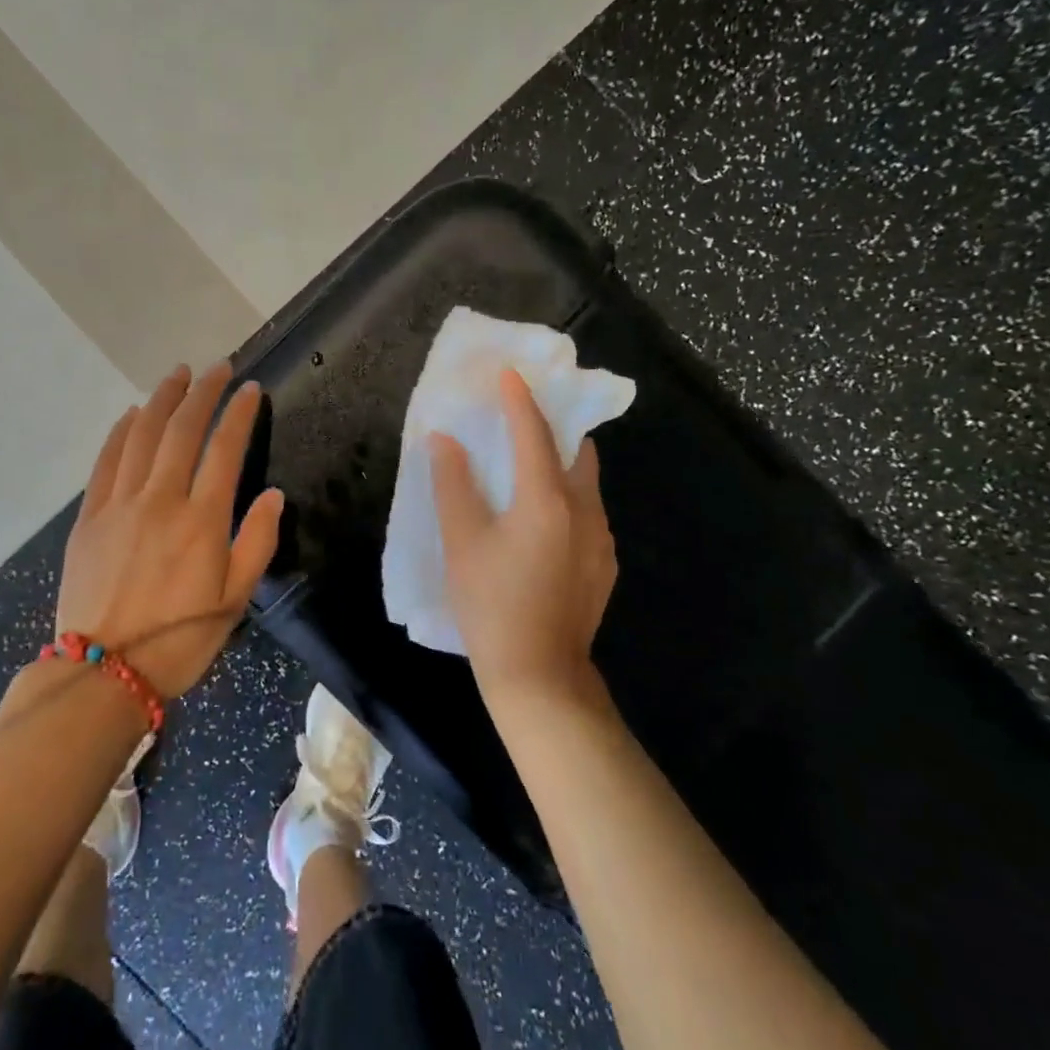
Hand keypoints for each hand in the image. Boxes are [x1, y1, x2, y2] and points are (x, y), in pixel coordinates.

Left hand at [55, 362, 283, 698]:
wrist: (104, 672)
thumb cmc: (180, 640)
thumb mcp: (235, 600)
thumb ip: (258, 542)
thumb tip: (272, 494)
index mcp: (202, 520)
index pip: (225, 449)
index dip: (240, 414)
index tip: (250, 389)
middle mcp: (161, 499)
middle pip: (182, 429)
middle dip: (203, 392)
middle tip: (217, 368)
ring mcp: (120, 504)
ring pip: (142, 435)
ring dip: (162, 399)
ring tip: (177, 375)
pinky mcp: (90, 516)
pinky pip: (106, 460)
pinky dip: (121, 431)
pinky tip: (131, 414)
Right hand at [430, 367, 616, 707]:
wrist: (539, 676)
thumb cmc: (491, 605)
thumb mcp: (461, 543)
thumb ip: (453, 485)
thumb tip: (445, 440)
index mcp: (548, 500)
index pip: (535, 433)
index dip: (520, 400)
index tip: (510, 373)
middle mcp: (585, 511)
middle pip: (576, 451)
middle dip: (554, 427)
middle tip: (524, 417)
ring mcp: (601, 540)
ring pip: (585, 484)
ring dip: (560, 465)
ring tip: (527, 468)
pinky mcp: (604, 564)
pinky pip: (587, 513)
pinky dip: (566, 499)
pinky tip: (540, 522)